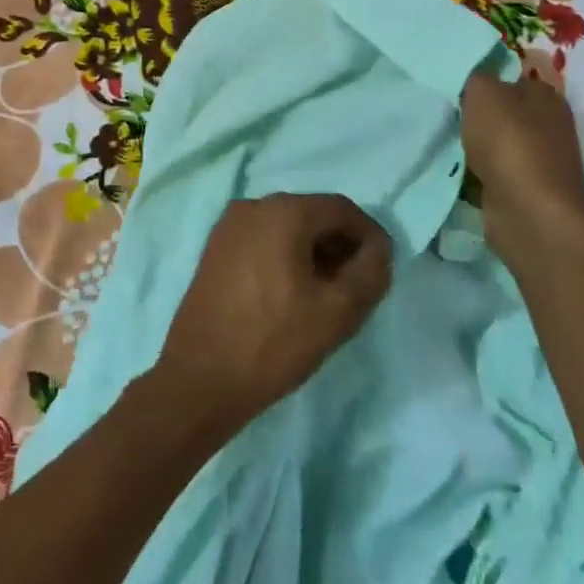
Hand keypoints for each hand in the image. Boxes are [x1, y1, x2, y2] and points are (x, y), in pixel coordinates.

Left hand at [153, 193, 391, 436]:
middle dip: (339, 246)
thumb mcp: (339, 311)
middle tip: (355, 289)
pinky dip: (284, 258)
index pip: (342, 209)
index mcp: (282, 211)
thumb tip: (377, 250)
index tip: (381, 272)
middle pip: (312, 215)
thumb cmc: (274, 341)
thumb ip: (371, 272)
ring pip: (286, 229)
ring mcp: (227, 227)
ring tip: (325, 297)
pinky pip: (262, 242)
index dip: (369, 237)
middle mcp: (251, 206)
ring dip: (313, 254)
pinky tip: (291, 296)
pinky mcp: (214, 250)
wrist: (202, 377)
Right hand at [461, 71, 583, 268]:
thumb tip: (474, 80)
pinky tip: (452, 171)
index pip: (511, 79)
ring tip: (441, 142)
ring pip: (493, 144)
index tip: (451, 89)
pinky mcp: (521, 189)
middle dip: (473, 116)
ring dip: (470, 146)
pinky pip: (489, 172)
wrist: (528, 211)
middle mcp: (547, 126)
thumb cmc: (509, 144)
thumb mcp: (484, 94)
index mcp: (545, 97)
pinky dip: (472, 173)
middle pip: (501, 113)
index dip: (482, 82)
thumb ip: (476, 78)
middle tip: (442, 115)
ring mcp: (535, 160)